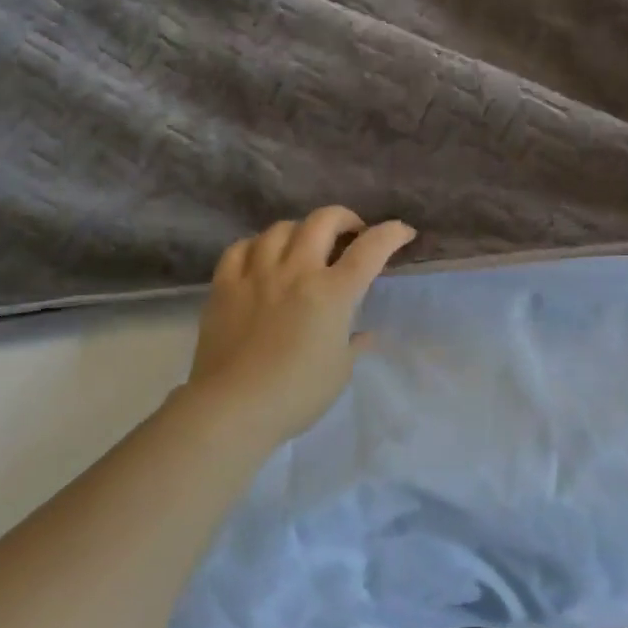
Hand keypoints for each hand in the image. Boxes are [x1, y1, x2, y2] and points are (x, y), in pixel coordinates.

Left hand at [184, 207, 415, 445]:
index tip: (403, 232)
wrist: (232, 408)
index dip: (391, 233)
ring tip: (304, 245)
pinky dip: (256, 246)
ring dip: (300, 230)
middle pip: (323, 221)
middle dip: (345, 218)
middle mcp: (297, 271)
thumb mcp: (339, 371)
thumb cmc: (296, 394)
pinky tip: (260, 257)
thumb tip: (363, 334)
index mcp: (333, 293)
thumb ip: (353, 344)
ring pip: (281, 228)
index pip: (370, 249)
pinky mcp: (225, 285)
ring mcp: (257, 274)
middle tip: (351, 233)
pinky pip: (240, 248)